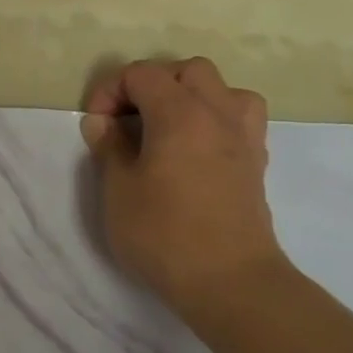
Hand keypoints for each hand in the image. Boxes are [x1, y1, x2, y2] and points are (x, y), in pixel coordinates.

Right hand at [80, 58, 287, 323]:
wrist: (230, 282)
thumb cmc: (164, 233)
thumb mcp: (118, 189)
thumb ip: (109, 146)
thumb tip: (103, 123)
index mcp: (180, 113)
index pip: (142, 74)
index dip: (110, 91)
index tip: (97, 125)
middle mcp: (218, 114)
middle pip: (188, 70)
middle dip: (153, 84)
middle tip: (129, 118)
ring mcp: (244, 137)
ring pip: (222, 89)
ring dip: (190, 97)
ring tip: (166, 127)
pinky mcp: (255, 163)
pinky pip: (237, 118)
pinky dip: (212, 120)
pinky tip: (192, 149)